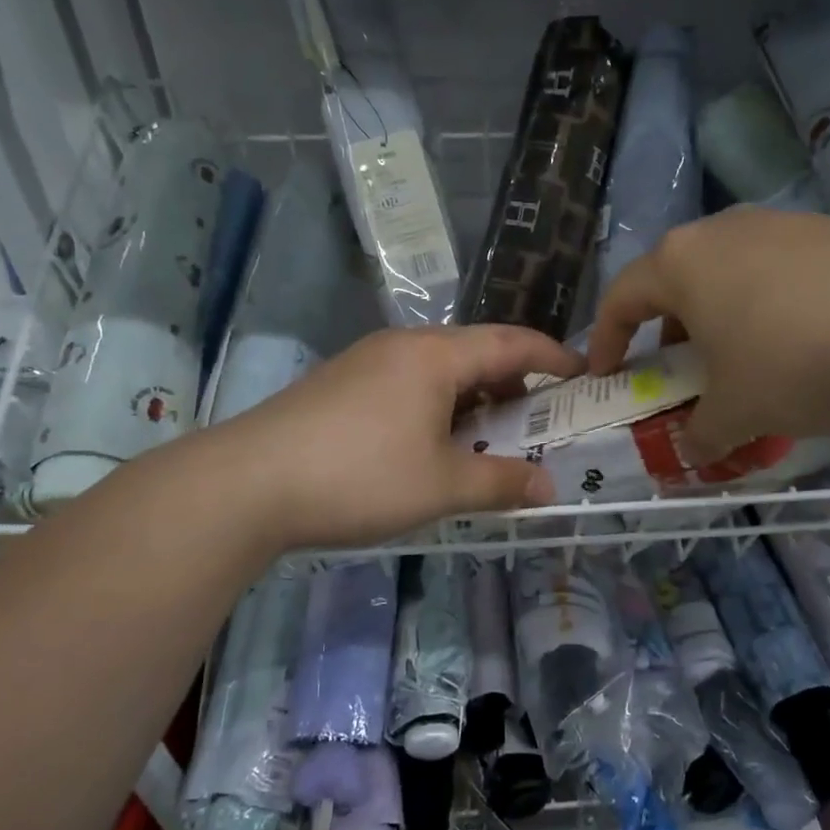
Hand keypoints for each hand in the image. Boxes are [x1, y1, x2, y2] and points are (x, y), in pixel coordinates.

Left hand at [220, 326, 583, 549]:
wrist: (246, 483)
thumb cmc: (359, 476)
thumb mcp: (442, 486)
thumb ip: (501, 482)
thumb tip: (548, 486)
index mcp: (435, 356)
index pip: (511, 342)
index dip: (553, 356)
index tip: (583, 373)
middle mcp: (402, 345)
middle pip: (474, 352)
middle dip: (514, 382)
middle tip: (540, 418)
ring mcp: (365, 361)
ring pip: (438, 370)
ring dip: (472, 398)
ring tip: (489, 437)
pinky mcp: (339, 384)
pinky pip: (407, 383)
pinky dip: (437, 406)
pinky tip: (431, 444)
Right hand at [585, 210, 829, 461]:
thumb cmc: (794, 361)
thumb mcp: (735, 413)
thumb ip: (700, 434)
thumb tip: (692, 449)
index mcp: (682, 263)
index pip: (622, 297)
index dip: (606, 339)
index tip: (606, 374)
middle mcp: (727, 231)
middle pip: (677, 280)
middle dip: (669, 331)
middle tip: (677, 373)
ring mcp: (786, 225)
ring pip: (732, 276)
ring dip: (723, 321)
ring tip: (743, 365)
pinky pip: (783, 275)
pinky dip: (773, 312)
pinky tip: (804, 349)